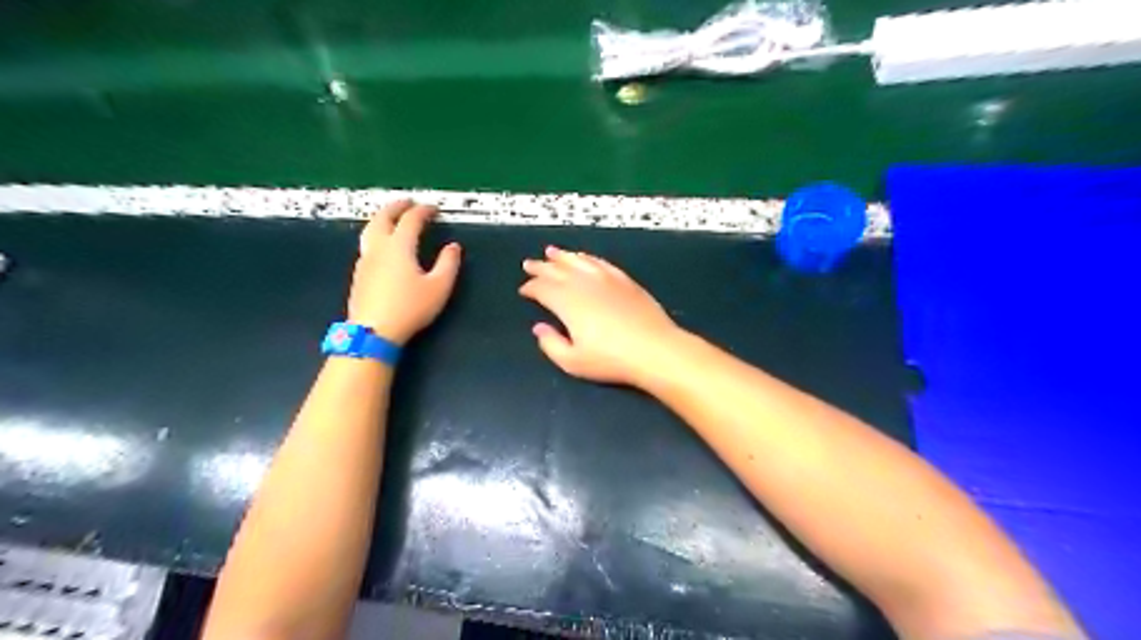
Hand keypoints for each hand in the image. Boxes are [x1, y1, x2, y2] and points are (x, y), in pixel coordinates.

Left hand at [346, 201, 459, 343]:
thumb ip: (448, 264)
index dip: (423, 211)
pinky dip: (376, 234)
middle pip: (383, 218)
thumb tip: (453, 247)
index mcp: (399, 247)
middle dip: (396, 207)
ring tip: (391, 218)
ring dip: (382, 218)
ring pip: (370, 229)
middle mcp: (379, 248)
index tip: (433, 208)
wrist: (373, 331)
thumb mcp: (439, 287)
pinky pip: (367, 244)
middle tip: (408, 202)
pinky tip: (382, 246)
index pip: (411, 220)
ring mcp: (365, 260)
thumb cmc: (409, 308)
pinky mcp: (359, 274)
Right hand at [521, 245, 679, 385]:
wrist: (654, 349)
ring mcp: (606, 279)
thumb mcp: (573, 362)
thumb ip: (551, 344)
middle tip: (529, 263)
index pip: (542, 288)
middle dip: (541, 267)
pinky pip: (600, 263)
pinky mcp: (625, 280)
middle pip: (557, 270)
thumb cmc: (611, 360)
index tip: (524, 290)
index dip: (531, 287)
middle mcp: (584, 284)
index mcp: (567, 302)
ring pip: (578, 261)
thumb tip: (539, 328)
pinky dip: (588, 258)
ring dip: (563, 256)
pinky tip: (585, 258)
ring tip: (552, 252)